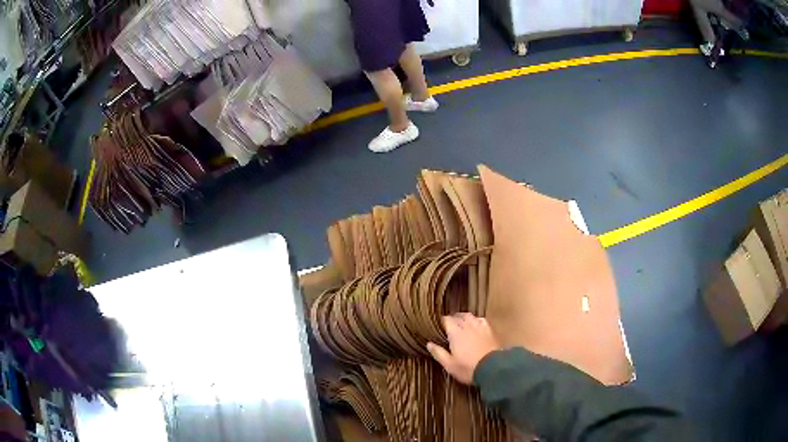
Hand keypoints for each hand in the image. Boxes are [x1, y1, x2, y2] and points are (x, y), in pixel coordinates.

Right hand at [426, 313, 500, 384]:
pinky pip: (481, 320)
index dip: (441, 321)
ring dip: (464, 318)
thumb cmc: (468, 368)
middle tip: (448, 325)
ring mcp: (480, 327)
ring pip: (470, 316)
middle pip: (458, 316)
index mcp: (456, 333)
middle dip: (452, 318)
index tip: (438, 326)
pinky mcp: (490, 331)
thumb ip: (439, 353)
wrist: (493, 369)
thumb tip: (429, 343)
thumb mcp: (449, 365)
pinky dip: (476, 320)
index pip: (446, 320)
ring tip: (461, 323)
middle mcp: (468, 326)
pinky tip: (475, 325)